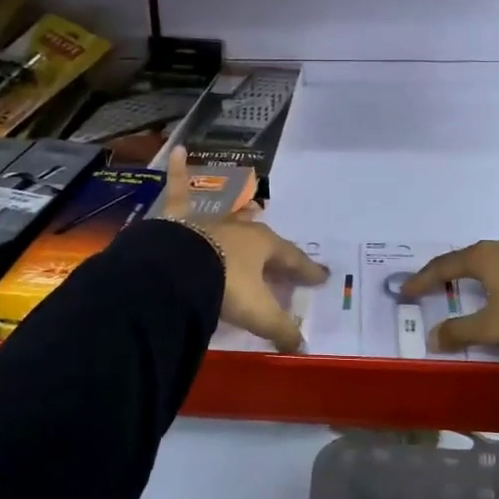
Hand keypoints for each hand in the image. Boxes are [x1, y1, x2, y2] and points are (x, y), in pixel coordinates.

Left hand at [156, 151, 329, 352]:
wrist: (178, 270)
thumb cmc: (225, 287)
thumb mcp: (258, 313)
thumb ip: (281, 330)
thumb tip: (303, 348)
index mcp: (264, 247)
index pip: (292, 260)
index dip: (307, 270)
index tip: (320, 277)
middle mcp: (241, 226)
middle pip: (262, 236)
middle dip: (272, 245)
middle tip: (279, 253)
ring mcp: (210, 217)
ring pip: (230, 210)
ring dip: (240, 208)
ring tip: (251, 203)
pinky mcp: (180, 215)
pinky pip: (181, 188)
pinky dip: (180, 170)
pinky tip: (180, 150)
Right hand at [401, 212, 498, 352]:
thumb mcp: (491, 328)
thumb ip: (459, 331)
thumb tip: (431, 337)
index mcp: (484, 259)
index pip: (444, 267)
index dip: (423, 280)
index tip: (407, 293)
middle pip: (475, 256)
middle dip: (458, 271)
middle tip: (446, 287)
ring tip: (491, 270)